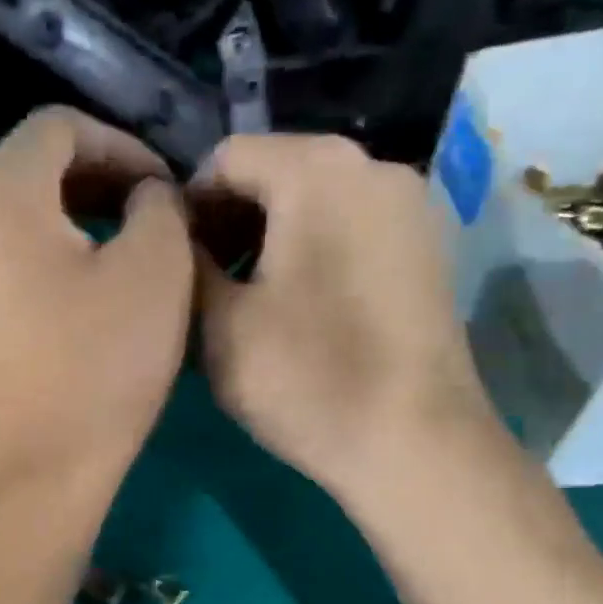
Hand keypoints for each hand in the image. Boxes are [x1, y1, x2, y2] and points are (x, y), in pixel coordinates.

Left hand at [0, 107, 192, 510]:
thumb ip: (158, 203)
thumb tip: (143, 196)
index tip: (163, 186)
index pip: (58, 126)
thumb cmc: (102, 364)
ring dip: (74, 219)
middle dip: (98, 179)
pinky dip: (47, 259)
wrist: (41, 470)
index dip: (121, 143)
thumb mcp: (157, 267)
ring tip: (126, 250)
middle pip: (31, 169)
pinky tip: (85, 296)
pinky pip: (4, 264)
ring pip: (16, 219)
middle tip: (152, 212)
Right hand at [192, 134, 496, 505]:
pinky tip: (300, 310)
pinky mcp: (430, 250)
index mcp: (318, 170)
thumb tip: (176, 236)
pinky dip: (314, 252)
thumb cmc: (307, 378)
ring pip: (316, 203)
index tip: (172, 263)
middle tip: (205, 286)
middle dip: (230, 222)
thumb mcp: (218, 323)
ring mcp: (412, 208)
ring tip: (247, 302)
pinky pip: (353, 229)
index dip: (187, 207)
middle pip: (277, 173)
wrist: (416, 445)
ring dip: (269, 239)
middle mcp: (374, 167)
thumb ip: (185, 261)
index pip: (227, 158)